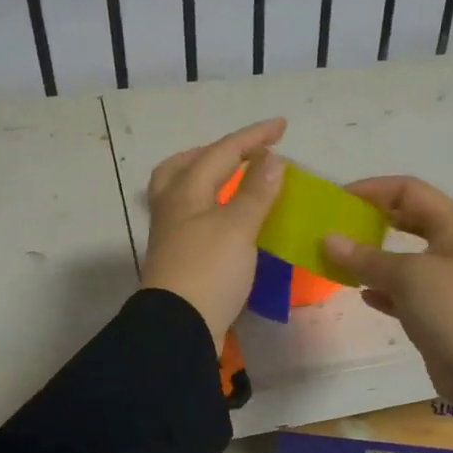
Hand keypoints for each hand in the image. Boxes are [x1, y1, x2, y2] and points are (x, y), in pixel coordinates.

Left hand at [139, 118, 287, 350]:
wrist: (179, 326)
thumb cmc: (209, 271)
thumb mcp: (238, 228)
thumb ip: (256, 192)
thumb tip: (271, 159)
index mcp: (186, 191)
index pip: (222, 152)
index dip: (253, 137)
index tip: (282, 126)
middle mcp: (173, 207)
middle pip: (187, 165)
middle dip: (218, 153)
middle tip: (245, 152)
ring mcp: (171, 234)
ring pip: (182, 191)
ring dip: (207, 178)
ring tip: (232, 180)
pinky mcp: (178, 257)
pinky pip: (192, 216)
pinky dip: (211, 206)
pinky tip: (227, 218)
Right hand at [325, 176, 452, 418]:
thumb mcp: (408, 277)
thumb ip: (366, 258)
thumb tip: (328, 240)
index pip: (409, 190)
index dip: (373, 189)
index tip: (337, 200)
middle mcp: (451, 248)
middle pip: (407, 220)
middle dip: (372, 220)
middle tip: (337, 226)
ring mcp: (446, 282)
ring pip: (403, 259)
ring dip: (372, 257)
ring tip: (338, 260)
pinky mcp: (437, 313)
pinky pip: (403, 292)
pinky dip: (382, 289)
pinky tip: (361, 294)